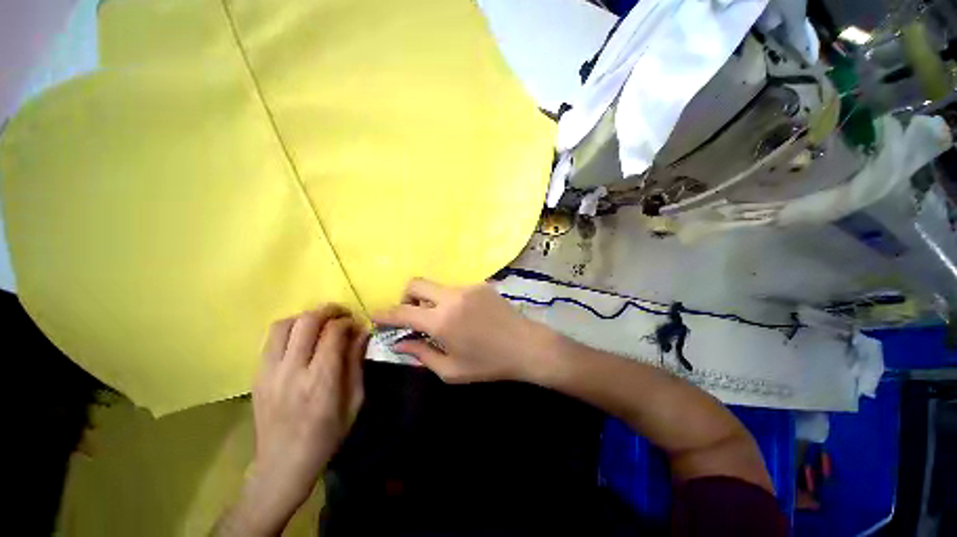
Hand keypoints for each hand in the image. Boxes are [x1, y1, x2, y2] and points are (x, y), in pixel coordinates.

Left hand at [226, 305, 367, 535]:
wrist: (283, 464)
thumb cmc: (327, 435)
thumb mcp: (355, 401)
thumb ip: (357, 363)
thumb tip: (362, 333)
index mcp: (321, 381)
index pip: (333, 333)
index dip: (348, 322)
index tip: (357, 325)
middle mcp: (292, 371)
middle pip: (307, 322)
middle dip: (328, 310)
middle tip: (342, 313)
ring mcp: (269, 372)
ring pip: (284, 325)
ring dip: (306, 317)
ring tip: (321, 322)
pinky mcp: (256, 376)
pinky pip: (271, 339)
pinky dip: (290, 329)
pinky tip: (302, 338)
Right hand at [372, 278, 553, 383]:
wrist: (526, 346)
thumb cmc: (488, 364)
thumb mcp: (451, 370)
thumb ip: (421, 354)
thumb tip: (399, 344)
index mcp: (442, 321)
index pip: (403, 312)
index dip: (385, 314)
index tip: (375, 315)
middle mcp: (451, 297)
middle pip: (416, 283)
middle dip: (406, 297)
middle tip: (412, 315)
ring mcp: (468, 287)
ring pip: (437, 287)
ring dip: (431, 300)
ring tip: (444, 320)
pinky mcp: (481, 285)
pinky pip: (456, 289)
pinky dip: (451, 300)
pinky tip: (465, 316)